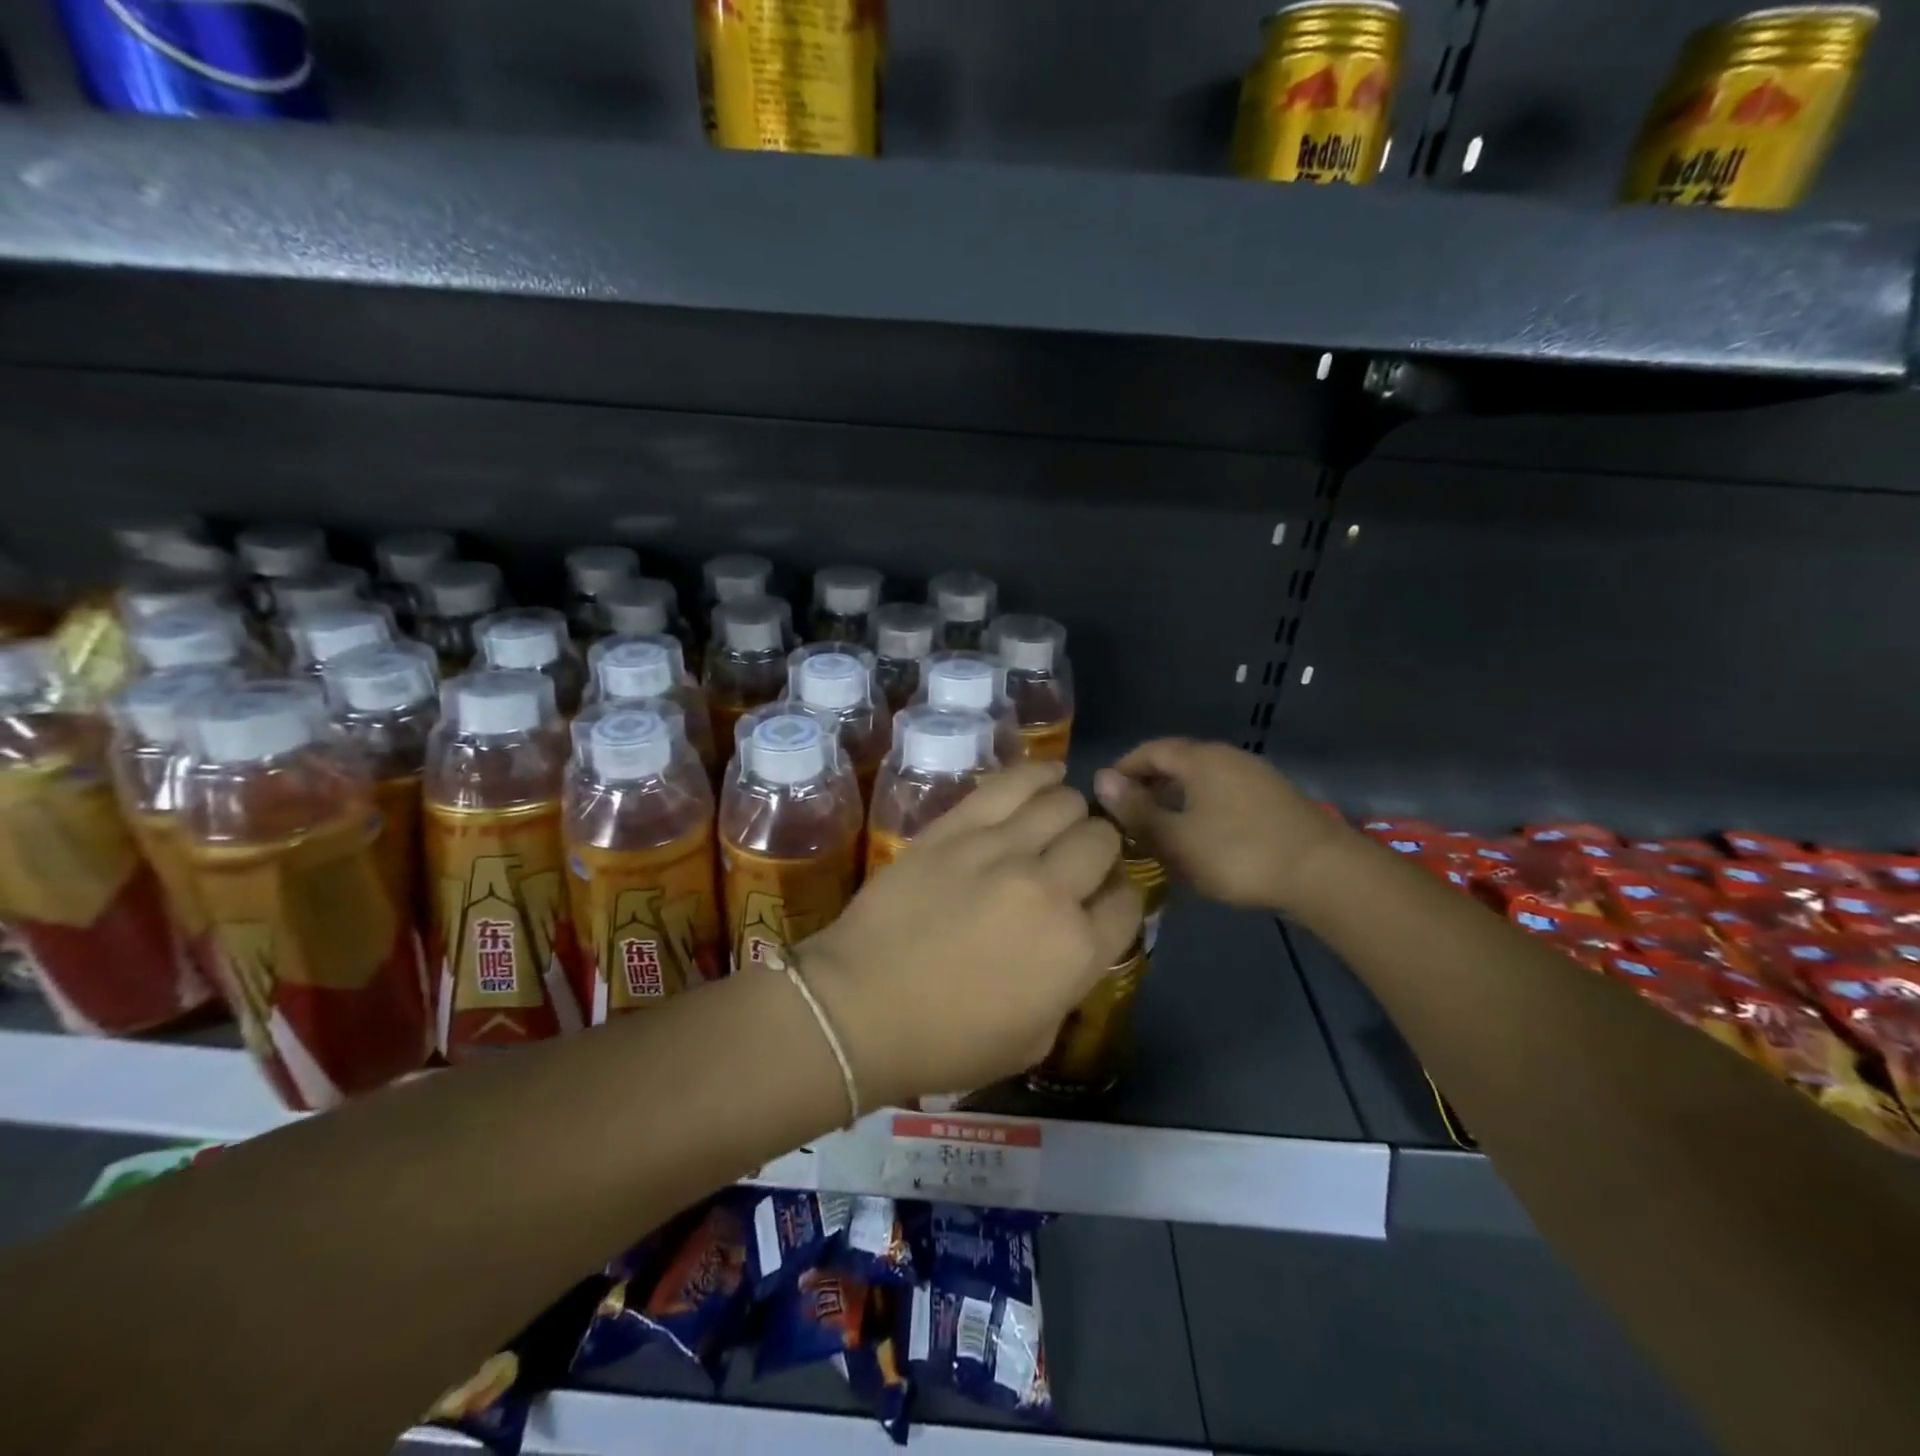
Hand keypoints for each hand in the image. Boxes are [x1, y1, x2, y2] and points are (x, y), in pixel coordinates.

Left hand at [799, 762, 1140, 1109]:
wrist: (859, 1007)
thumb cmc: (945, 1041)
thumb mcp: (1034, 1040)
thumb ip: (1069, 985)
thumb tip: (1077, 941)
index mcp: (1077, 951)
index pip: (1130, 901)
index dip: (1120, 897)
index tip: (1101, 900)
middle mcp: (1051, 890)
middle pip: (1101, 841)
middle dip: (1099, 851)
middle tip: (1073, 863)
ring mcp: (1003, 850)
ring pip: (1064, 804)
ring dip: (1070, 814)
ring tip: (1054, 824)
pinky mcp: (958, 826)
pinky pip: (1012, 784)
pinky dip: (1038, 775)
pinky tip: (1047, 776)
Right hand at [1093, 739, 1346, 916]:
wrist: (1324, 874)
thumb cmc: (1238, 853)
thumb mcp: (1176, 838)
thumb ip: (1136, 810)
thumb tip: (1099, 779)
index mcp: (1200, 759)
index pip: (1150, 750)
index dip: (1124, 769)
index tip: (1105, 796)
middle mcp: (1228, 757)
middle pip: (1178, 762)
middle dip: (1149, 784)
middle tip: (1128, 815)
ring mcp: (1256, 776)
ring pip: (1203, 780)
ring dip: (1176, 798)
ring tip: (1160, 829)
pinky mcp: (1275, 800)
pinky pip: (1224, 794)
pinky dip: (1202, 808)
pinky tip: (1201, 838)